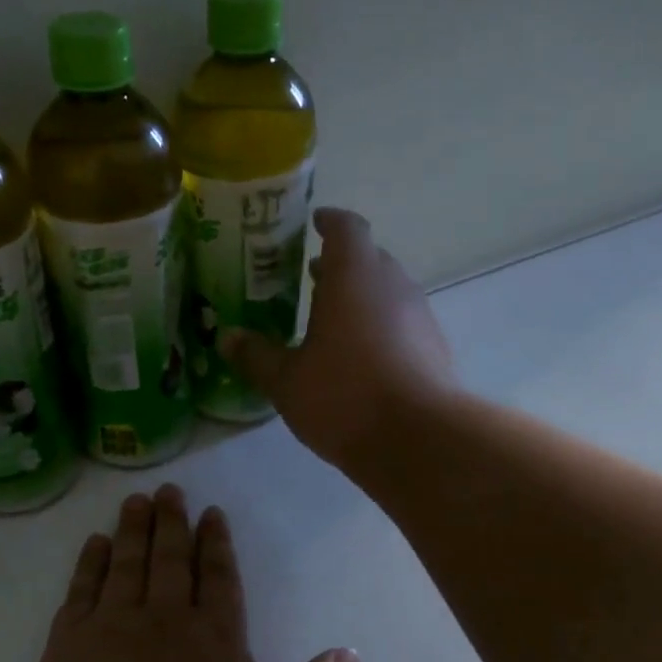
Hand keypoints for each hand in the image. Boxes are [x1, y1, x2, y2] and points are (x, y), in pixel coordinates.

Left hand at [22, 486, 360, 661]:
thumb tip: (351, 654)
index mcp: (216, 639)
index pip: (220, 578)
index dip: (217, 544)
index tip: (211, 513)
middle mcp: (165, 619)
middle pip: (171, 560)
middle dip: (172, 523)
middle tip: (168, 490)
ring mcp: (112, 627)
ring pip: (127, 564)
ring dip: (133, 530)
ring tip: (135, 501)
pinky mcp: (68, 644)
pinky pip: (82, 590)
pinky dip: (90, 563)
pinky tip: (95, 545)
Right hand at [221, 208, 455, 467]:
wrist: (418, 440)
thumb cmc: (344, 397)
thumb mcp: (286, 381)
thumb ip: (255, 356)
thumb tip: (227, 338)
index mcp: (354, 277)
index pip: (346, 228)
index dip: (329, 221)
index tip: (314, 221)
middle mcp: (392, 285)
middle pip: (369, 258)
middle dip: (341, 263)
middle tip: (310, 276)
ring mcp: (420, 316)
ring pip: (388, 291)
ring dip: (361, 297)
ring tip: (331, 319)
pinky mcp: (434, 348)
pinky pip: (402, 322)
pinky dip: (379, 326)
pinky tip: (360, 357)